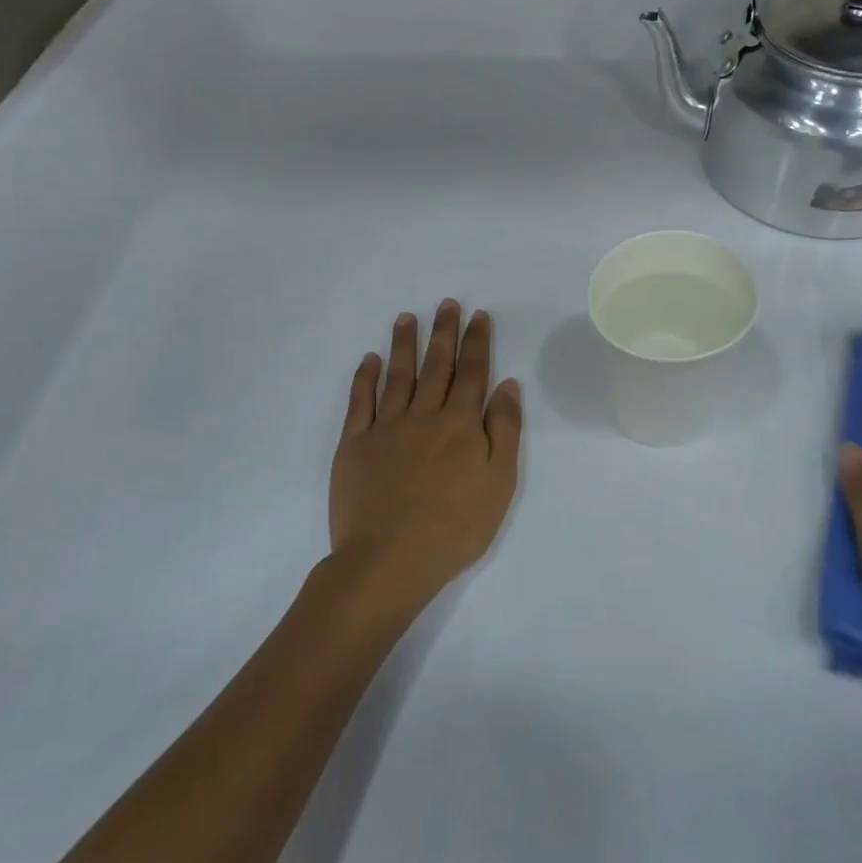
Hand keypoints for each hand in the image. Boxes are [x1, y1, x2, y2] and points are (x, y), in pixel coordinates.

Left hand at [326, 301, 522, 625]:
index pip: (473, 373)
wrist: (390, 559)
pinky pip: (360, 402)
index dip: (477, 342)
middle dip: (443, 333)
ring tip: (407, 318)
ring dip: (404, 344)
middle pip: (436, 366)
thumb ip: (504, 430)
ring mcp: (385, 428)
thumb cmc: (455, 527)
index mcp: (461, 424)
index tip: (478, 316)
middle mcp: (424, 416)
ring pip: (397, 375)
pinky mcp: (354, 445)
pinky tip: (369, 360)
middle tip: (446, 304)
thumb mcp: (500, 483)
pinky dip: (365, 377)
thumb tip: (507, 385)